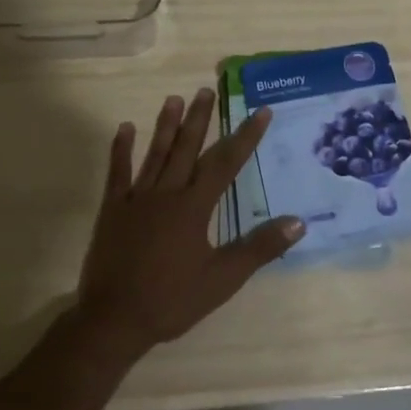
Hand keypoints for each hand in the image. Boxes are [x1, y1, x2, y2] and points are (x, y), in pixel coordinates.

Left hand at [75, 89, 303, 355]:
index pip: (226, 164)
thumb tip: (298, 223)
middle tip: (207, 89)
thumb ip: (259, 248)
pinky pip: (118, 173)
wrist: (114, 320)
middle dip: (200, 119)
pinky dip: (121, 150)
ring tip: (174, 98)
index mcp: (194, 207)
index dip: (245, 137)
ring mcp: (136, 199)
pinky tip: (125, 129)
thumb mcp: (223, 279)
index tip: (260, 112)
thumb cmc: (172, 300)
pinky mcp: (113, 210)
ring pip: (155, 154)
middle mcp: (166, 194)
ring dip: (166, 126)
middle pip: (187, 149)